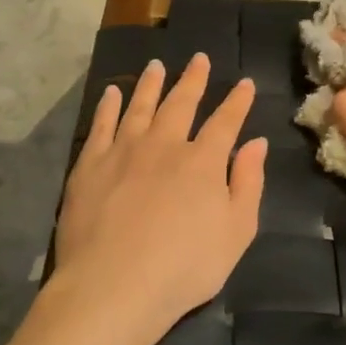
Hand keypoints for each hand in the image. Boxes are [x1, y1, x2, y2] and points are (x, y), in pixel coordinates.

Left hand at [52, 54, 265, 344]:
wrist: (114, 286)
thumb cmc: (185, 267)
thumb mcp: (236, 232)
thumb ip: (248, 184)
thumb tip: (256, 143)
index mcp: (203, 162)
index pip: (225, 122)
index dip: (237, 101)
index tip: (244, 83)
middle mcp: (164, 145)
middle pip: (181, 104)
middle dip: (193, 80)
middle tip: (199, 58)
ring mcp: (123, 151)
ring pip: (140, 106)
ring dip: (151, 84)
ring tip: (156, 65)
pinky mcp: (90, 165)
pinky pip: (102, 125)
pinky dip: (109, 106)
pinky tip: (113, 93)